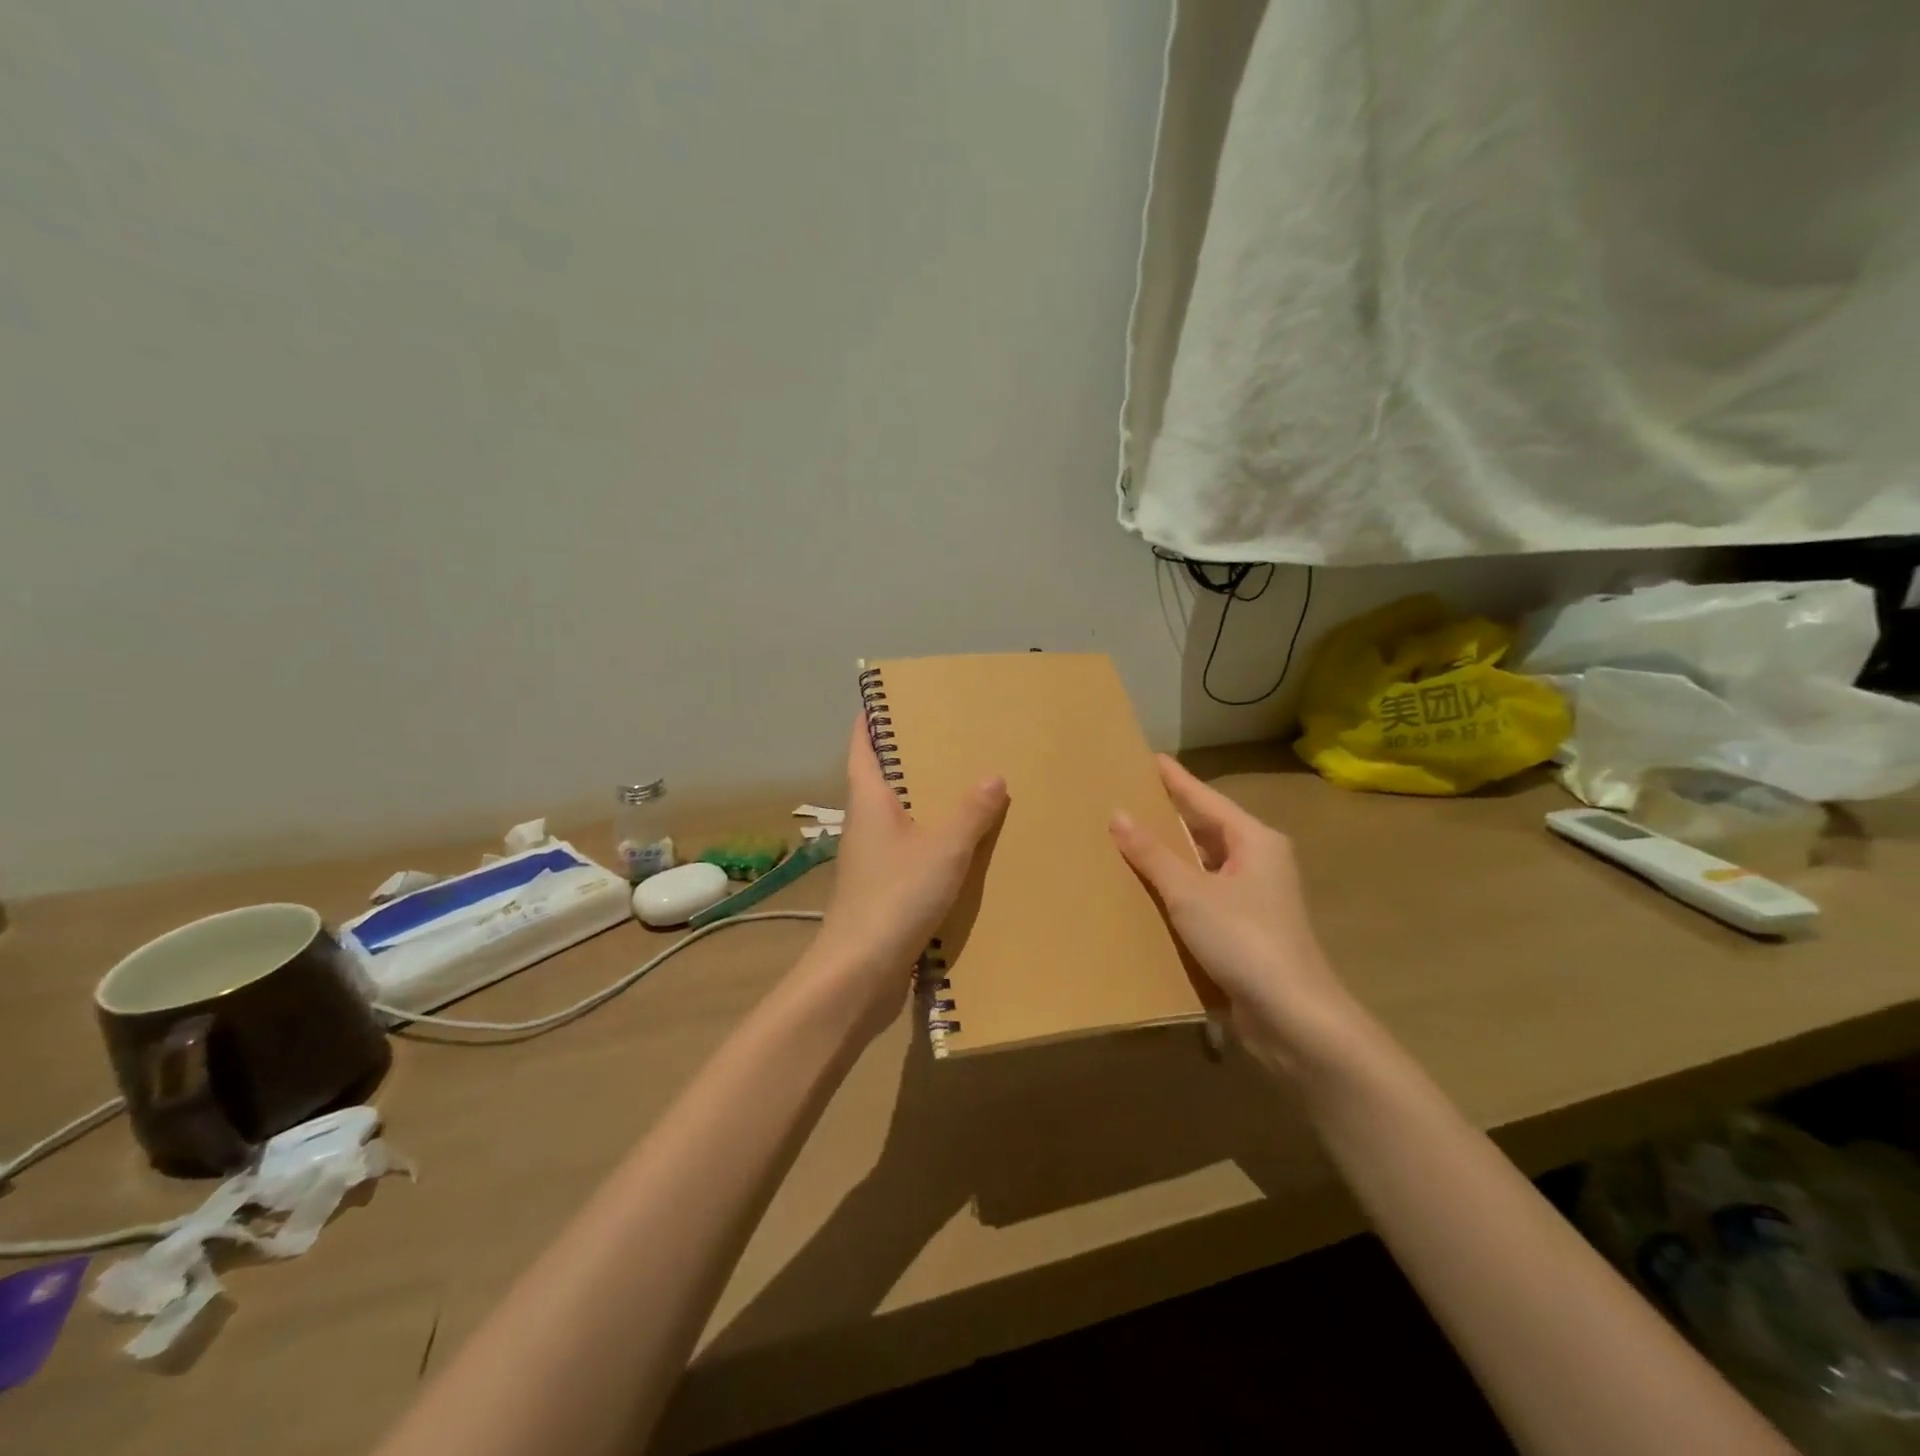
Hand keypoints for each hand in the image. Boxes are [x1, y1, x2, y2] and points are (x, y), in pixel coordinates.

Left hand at [812, 714, 1007, 1033]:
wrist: (860, 973)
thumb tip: (993, 775)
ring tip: (967, 787)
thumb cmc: (895, 896)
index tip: (887, 698)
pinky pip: (911, 853)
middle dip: (909, 759)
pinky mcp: (884, 892)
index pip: (862, 747)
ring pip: (899, 819)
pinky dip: (933, 843)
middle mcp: (866, 825)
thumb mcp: (943, 848)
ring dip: (925, 803)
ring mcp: (872, 861)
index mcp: (869, 801)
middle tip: (950, 738)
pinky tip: (965, 848)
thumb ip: (970, 812)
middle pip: (882, 780)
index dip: (870, 720)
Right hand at [1110, 756, 1355, 1073]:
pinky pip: (1206, 893)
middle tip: (1131, 796)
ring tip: (1132, 838)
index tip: (1151, 758)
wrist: (1293, 1016)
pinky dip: (1179, 887)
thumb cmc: (1244, 939)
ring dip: (1173, 854)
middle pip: (1208, 828)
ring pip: (1206, 863)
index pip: (1206, 799)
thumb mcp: (1190, 893)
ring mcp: (1256, 897)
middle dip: (1171, 815)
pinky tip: (1151, 889)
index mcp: (1255, 841)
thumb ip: (1153, 854)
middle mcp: (1260, 862)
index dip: (1177, 780)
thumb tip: (1118, 815)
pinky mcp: (1247, 929)